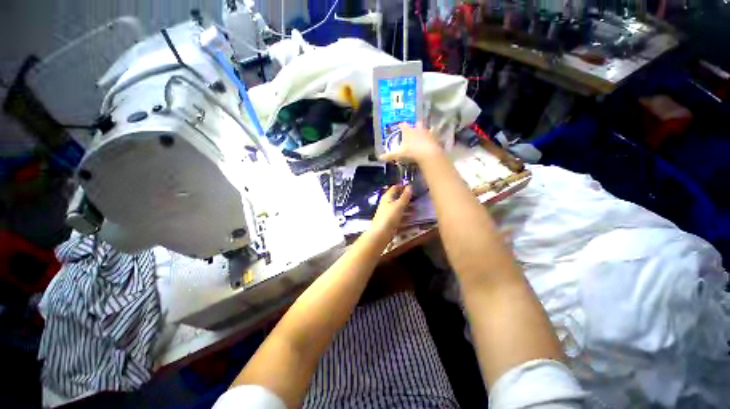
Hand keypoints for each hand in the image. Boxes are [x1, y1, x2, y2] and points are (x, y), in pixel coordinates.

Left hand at [370, 185, 412, 237]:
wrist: (381, 233)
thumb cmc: (390, 216)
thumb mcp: (399, 205)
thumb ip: (405, 196)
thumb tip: (410, 186)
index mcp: (387, 197)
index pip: (395, 188)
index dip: (403, 186)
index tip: (412, 187)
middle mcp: (387, 203)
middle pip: (397, 198)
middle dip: (407, 198)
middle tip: (417, 198)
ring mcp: (388, 212)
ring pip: (399, 207)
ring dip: (407, 207)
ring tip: (417, 208)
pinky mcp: (390, 220)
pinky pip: (399, 215)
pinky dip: (405, 215)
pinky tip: (412, 217)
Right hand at [379, 122, 443, 164]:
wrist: (428, 154)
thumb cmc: (411, 152)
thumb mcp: (398, 155)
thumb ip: (389, 155)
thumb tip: (379, 157)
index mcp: (408, 132)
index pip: (403, 126)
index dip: (401, 126)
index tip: (399, 125)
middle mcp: (418, 129)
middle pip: (416, 124)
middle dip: (415, 126)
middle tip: (414, 128)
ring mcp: (428, 133)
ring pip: (426, 129)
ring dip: (425, 131)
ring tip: (425, 133)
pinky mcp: (436, 139)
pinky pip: (435, 137)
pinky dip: (434, 138)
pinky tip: (434, 140)